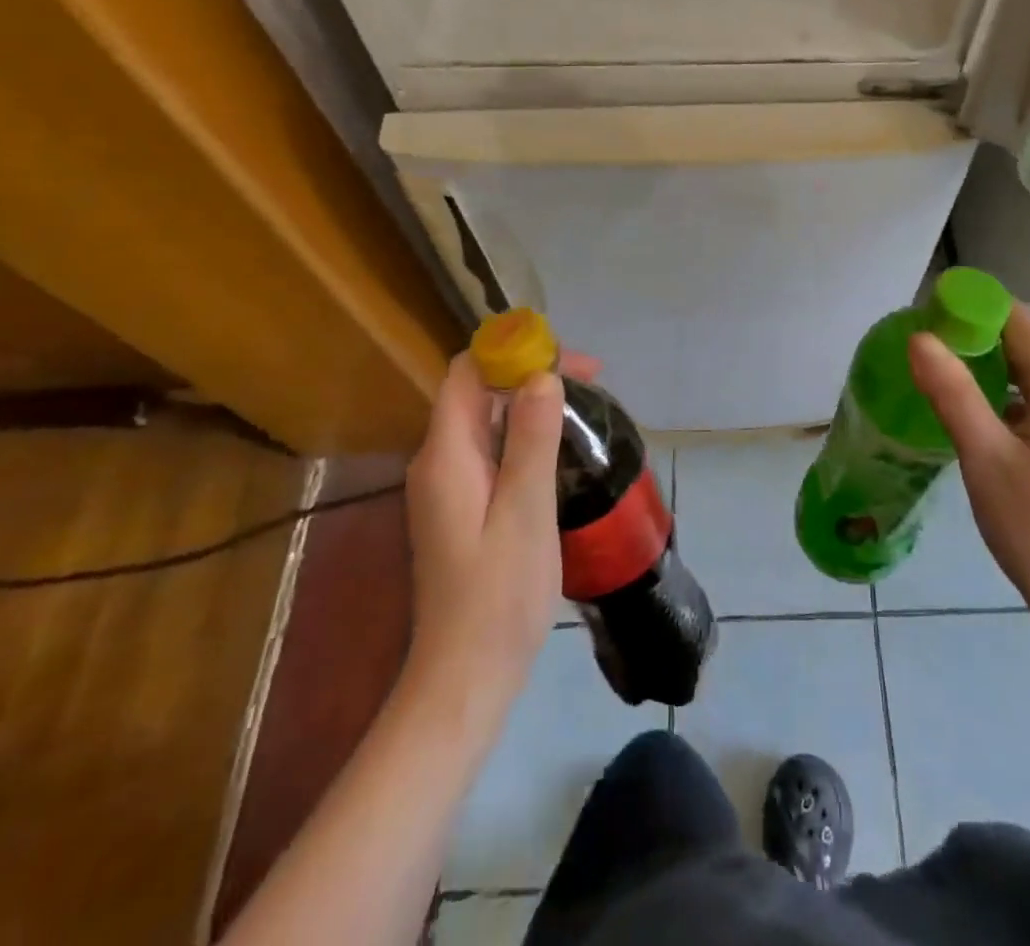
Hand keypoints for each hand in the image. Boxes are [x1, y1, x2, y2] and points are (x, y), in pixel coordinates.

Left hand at [401, 350, 599, 708]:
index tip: (567, 359)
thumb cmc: (499, 595)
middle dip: (530, 374)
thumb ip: (531, 440)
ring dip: (530, 404)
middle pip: (478, 392)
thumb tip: (541, 374)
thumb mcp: (525, 512)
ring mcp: (447, 486)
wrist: (465, 677)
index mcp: (446, 455)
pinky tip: (558, 451)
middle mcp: (439, 462)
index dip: (513, 351)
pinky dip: (524, 435)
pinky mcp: (461, 507)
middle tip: (591, 383)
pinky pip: (491, 450)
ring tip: (582, 410)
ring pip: (487, 421)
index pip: (468, 373)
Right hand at [908, 304, 1029, 644]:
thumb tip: (920, 338)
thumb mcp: (985, 457)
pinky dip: (1010, 397)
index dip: (977, 308)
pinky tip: (979, 416)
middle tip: (930, 344)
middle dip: (982, 336)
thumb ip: (953, 393)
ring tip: (946, 373)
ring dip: (995, 367)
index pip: (1023, 322)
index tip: (932, 312)